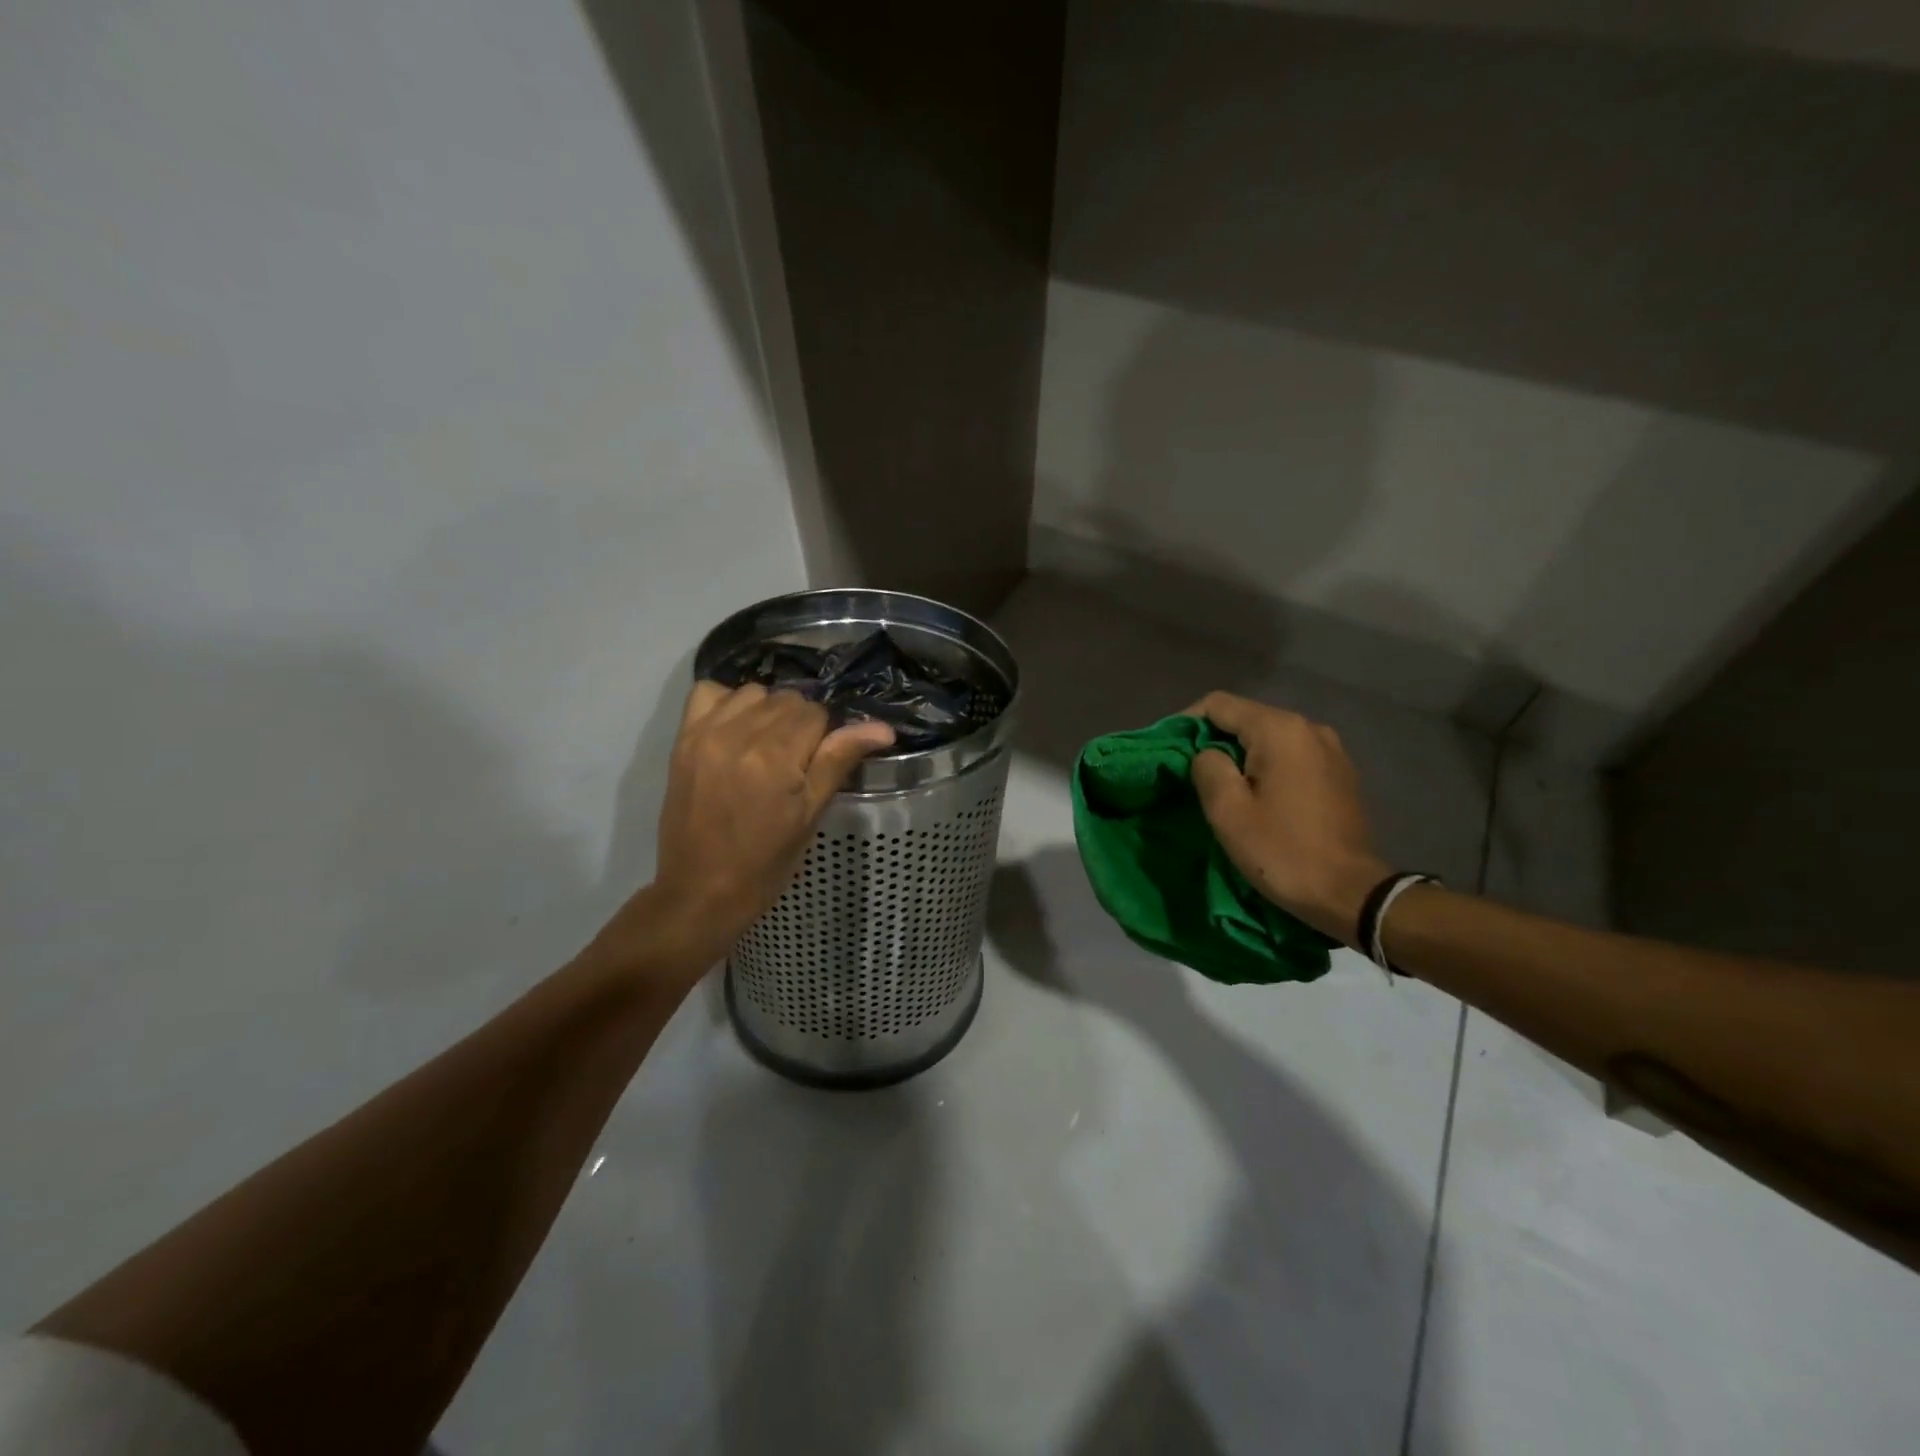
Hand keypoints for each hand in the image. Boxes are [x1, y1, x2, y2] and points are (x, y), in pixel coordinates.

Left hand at [590, 683, 892, 983]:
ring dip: (767, 711)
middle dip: (799, 724)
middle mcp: (737, 734)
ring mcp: (705, 734)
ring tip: (764, 748)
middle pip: (787, 699)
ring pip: (753, 692)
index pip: (816, 714)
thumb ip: (839, 760)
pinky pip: (708, 693)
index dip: (825, 737)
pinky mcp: (683, 740)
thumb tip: (884, 728)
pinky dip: (727, 703)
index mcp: (774, 757)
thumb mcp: (811, 814)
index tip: (816, 767)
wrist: (701, 891)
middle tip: (794, 764)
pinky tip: (735, 730)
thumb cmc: (766, 863)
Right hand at [1187, 692, 1389, 944]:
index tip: (1169, 750)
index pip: (1219, 704)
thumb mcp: (1227, 811)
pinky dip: (1268, 766)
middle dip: (1214, 739)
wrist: (1351, 894)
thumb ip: (1207, 767)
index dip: (1186, 721)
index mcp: (1280, 730)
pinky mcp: (1341, 773)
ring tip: (1223, 786)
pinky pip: (1292, 756)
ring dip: (1241, 755)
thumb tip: (1208, 754)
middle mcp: (1309, 728)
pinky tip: (1259, 795)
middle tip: (1190, 773)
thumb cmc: (1283, 851)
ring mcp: (1331, 749)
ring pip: (1270, 738)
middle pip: (1246, 718)